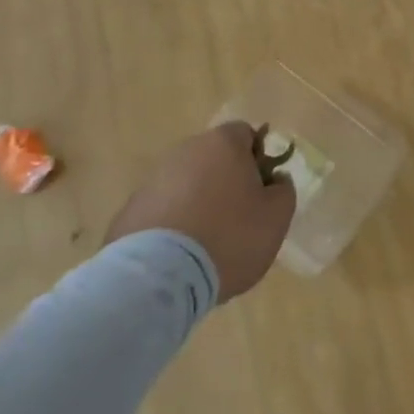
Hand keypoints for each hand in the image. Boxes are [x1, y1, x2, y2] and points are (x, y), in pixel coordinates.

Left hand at [104, 122, 295, 301]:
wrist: (158, 279)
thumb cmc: (229, 237)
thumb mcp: (276, 216)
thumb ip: (283, 190)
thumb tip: (274, 180)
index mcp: (223, 144)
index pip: (246, 134)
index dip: (258, 160)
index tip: (261, 192)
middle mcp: (185, 151)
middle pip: (214, 159)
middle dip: (226, 182)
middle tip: (238, 220)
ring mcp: (153, 180)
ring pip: (186, 185)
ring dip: (197, 204)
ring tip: (206, 245)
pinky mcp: (129, 211)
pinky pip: (162, 211)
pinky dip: (172, 226)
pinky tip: (179, 257)